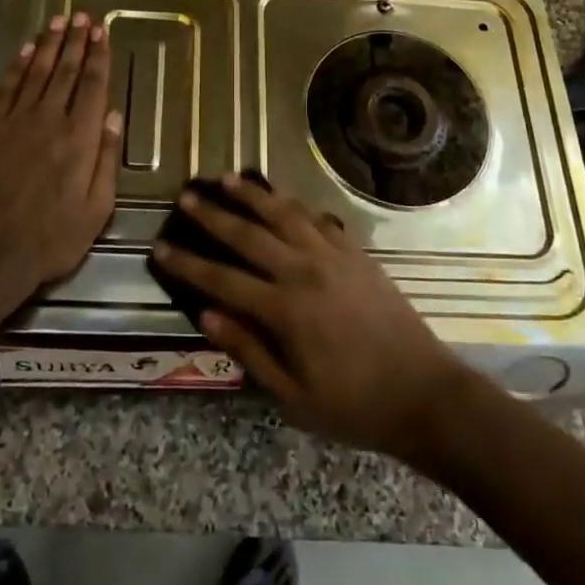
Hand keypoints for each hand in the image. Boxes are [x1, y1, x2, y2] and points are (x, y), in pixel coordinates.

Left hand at [0, 12, 121, 311]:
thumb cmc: (51, 239)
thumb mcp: (97, 209)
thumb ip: (106, 159)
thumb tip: (113, 116)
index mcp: (80, 139)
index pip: (92, 86)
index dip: (98, 56)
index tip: (102, 32)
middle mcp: (49, 121)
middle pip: (65, 71)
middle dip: (76, 41)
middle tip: (82, 16)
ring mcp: (15, 123)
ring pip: (35, 73)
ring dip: (48, 45)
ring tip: (58, 22)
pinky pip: (6, 89)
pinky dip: (16, 67)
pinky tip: (25, 51)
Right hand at [153, 174, 472, 457]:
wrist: (424, 393)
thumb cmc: (354, 405)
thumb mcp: (293, 397)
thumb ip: (248, 351)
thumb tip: (206, 315)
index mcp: (285, 310)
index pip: (222, 279)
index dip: (188, 264)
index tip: (160, 247)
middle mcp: (305, 271)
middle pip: (249, 235)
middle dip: (213, 215)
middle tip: (187, 196)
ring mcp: (334, 257)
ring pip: (285, 214)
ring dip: (254, 195)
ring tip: (228, 178)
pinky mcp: (357, 254)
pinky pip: (318, 219)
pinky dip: (295, 205)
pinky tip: (282, 198)